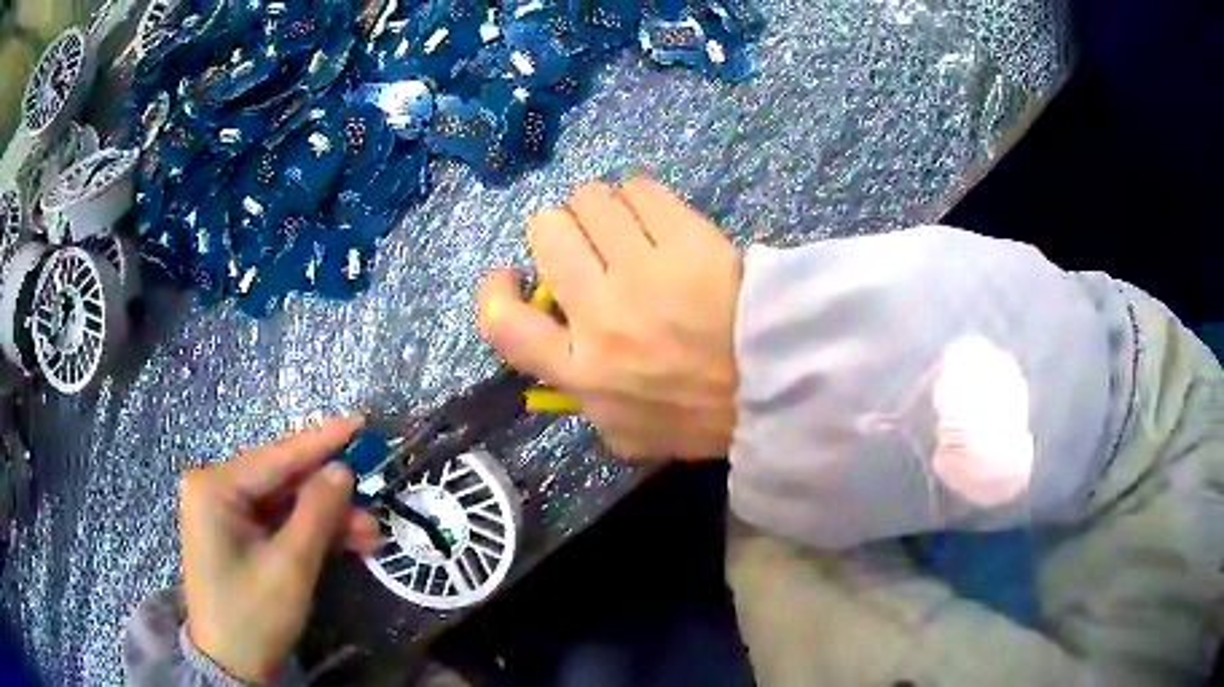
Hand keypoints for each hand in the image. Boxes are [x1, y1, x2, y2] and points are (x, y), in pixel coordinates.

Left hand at [179, 416, 380, 682]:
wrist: (232, 665)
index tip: (361, 422)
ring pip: (284, 504)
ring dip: (326, 519)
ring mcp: (225, 512)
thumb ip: (316, 514)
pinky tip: (347, 543)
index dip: (322, 440)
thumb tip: (343, 470)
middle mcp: (215, 488)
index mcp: (215, 487)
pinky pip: (278, 523)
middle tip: (375, 499)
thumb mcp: (290, 567)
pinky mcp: (236, 534)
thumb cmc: (253, 615)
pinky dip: (311, 533)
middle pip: (281, 480)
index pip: (276, 456)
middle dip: (329, 494)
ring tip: (370, 534)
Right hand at [478, 178, 741, 458]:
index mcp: (579, 368)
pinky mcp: (687, 238)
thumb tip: (560, 343)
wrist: (773, 389)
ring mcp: (644, 269)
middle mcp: (600, 312)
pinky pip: (641, 189)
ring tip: (622, 225)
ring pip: (589, 198)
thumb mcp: (622, 433)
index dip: (493, 291)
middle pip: (546, 230)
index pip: (501, 323)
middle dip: (556, 229)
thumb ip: (579, 394)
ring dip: (597, 207)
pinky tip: (655, 217)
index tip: (512, 278)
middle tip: (584, 243)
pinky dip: (639, 197)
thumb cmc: (696, 417)